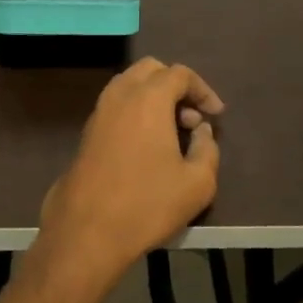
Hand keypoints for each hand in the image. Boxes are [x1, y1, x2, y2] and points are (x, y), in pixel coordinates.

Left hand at [33, 58, 223, 296]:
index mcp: (149, 97)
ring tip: (171, 131)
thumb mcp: (197, 183)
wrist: (86, 232)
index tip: (216, 114)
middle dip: (175, 86)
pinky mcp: (86, 133)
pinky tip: (146, 145)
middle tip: (191, 118)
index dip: (203, 90)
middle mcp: (120, 95)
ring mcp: (98, 112)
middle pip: (151, 70)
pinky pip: (116, 106)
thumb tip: (201, 131)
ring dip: (153, 97)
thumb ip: (208, 149)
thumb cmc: (147, 204)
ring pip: (129, 85)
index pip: (180, 74)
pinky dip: (135, 111)